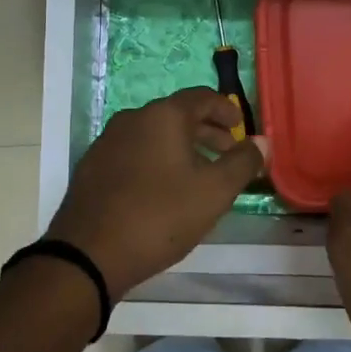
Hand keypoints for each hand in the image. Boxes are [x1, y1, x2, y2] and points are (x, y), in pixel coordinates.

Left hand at [44, 88, 267, 298]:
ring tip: (198, 175)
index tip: (241, 128)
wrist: (88, 254)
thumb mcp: (214, 192)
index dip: (226, 109)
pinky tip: (162, 190)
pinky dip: (155, 160)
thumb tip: (261, 142)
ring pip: (153, 134)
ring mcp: (108, 141)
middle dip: (206, 131)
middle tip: (227, 154)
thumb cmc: (160, 216)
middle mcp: (133, 118)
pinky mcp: (92, 166)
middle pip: (177, 115)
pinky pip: (133, 152)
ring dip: (180, 147)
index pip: (202, 97)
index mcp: (163, 115)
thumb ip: (242, 163)